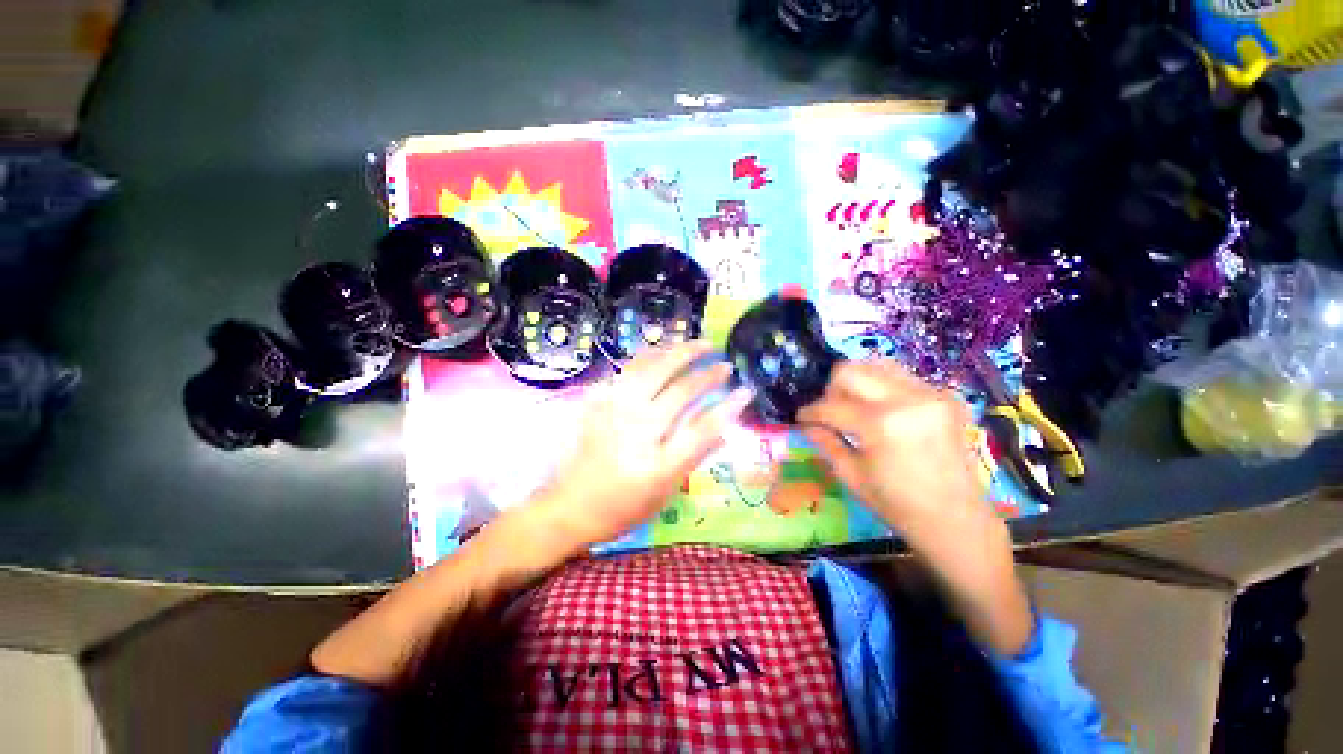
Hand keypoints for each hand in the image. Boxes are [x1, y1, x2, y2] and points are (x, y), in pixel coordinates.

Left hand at [534, 341, 751, 550]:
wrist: (570, 506)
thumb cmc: (622, 508)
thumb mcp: (665, 493)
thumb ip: (694, 457)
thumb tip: (723, 428)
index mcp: (657, 466)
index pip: (702, 429)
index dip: (729, 407)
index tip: (746, 389)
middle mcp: (637, 432)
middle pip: (680, 392)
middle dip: (708, 373)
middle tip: (725, 363)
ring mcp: (615, 412)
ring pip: (654, 370)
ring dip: (681, 352)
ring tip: (701, 343)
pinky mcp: (600, 401)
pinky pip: (630, 368)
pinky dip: (652, 354)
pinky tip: (666, 348)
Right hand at [798, 360, 982, 532]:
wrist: (957, 520)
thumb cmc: (898, 504)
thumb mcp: (851, 475)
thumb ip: (825, 441)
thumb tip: (806, 423)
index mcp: (881, 425)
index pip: (831, 405)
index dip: (810, 411)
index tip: (801, 418)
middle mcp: (907, 399)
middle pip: (850, 370)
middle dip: (831, 389)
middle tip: (829, 411)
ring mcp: (930, 394)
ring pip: (876, 365)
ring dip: (857, 383)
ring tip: (854, 407)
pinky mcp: (945, 396)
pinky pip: (901, 377)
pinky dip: (882, 388)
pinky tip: (882, 411)